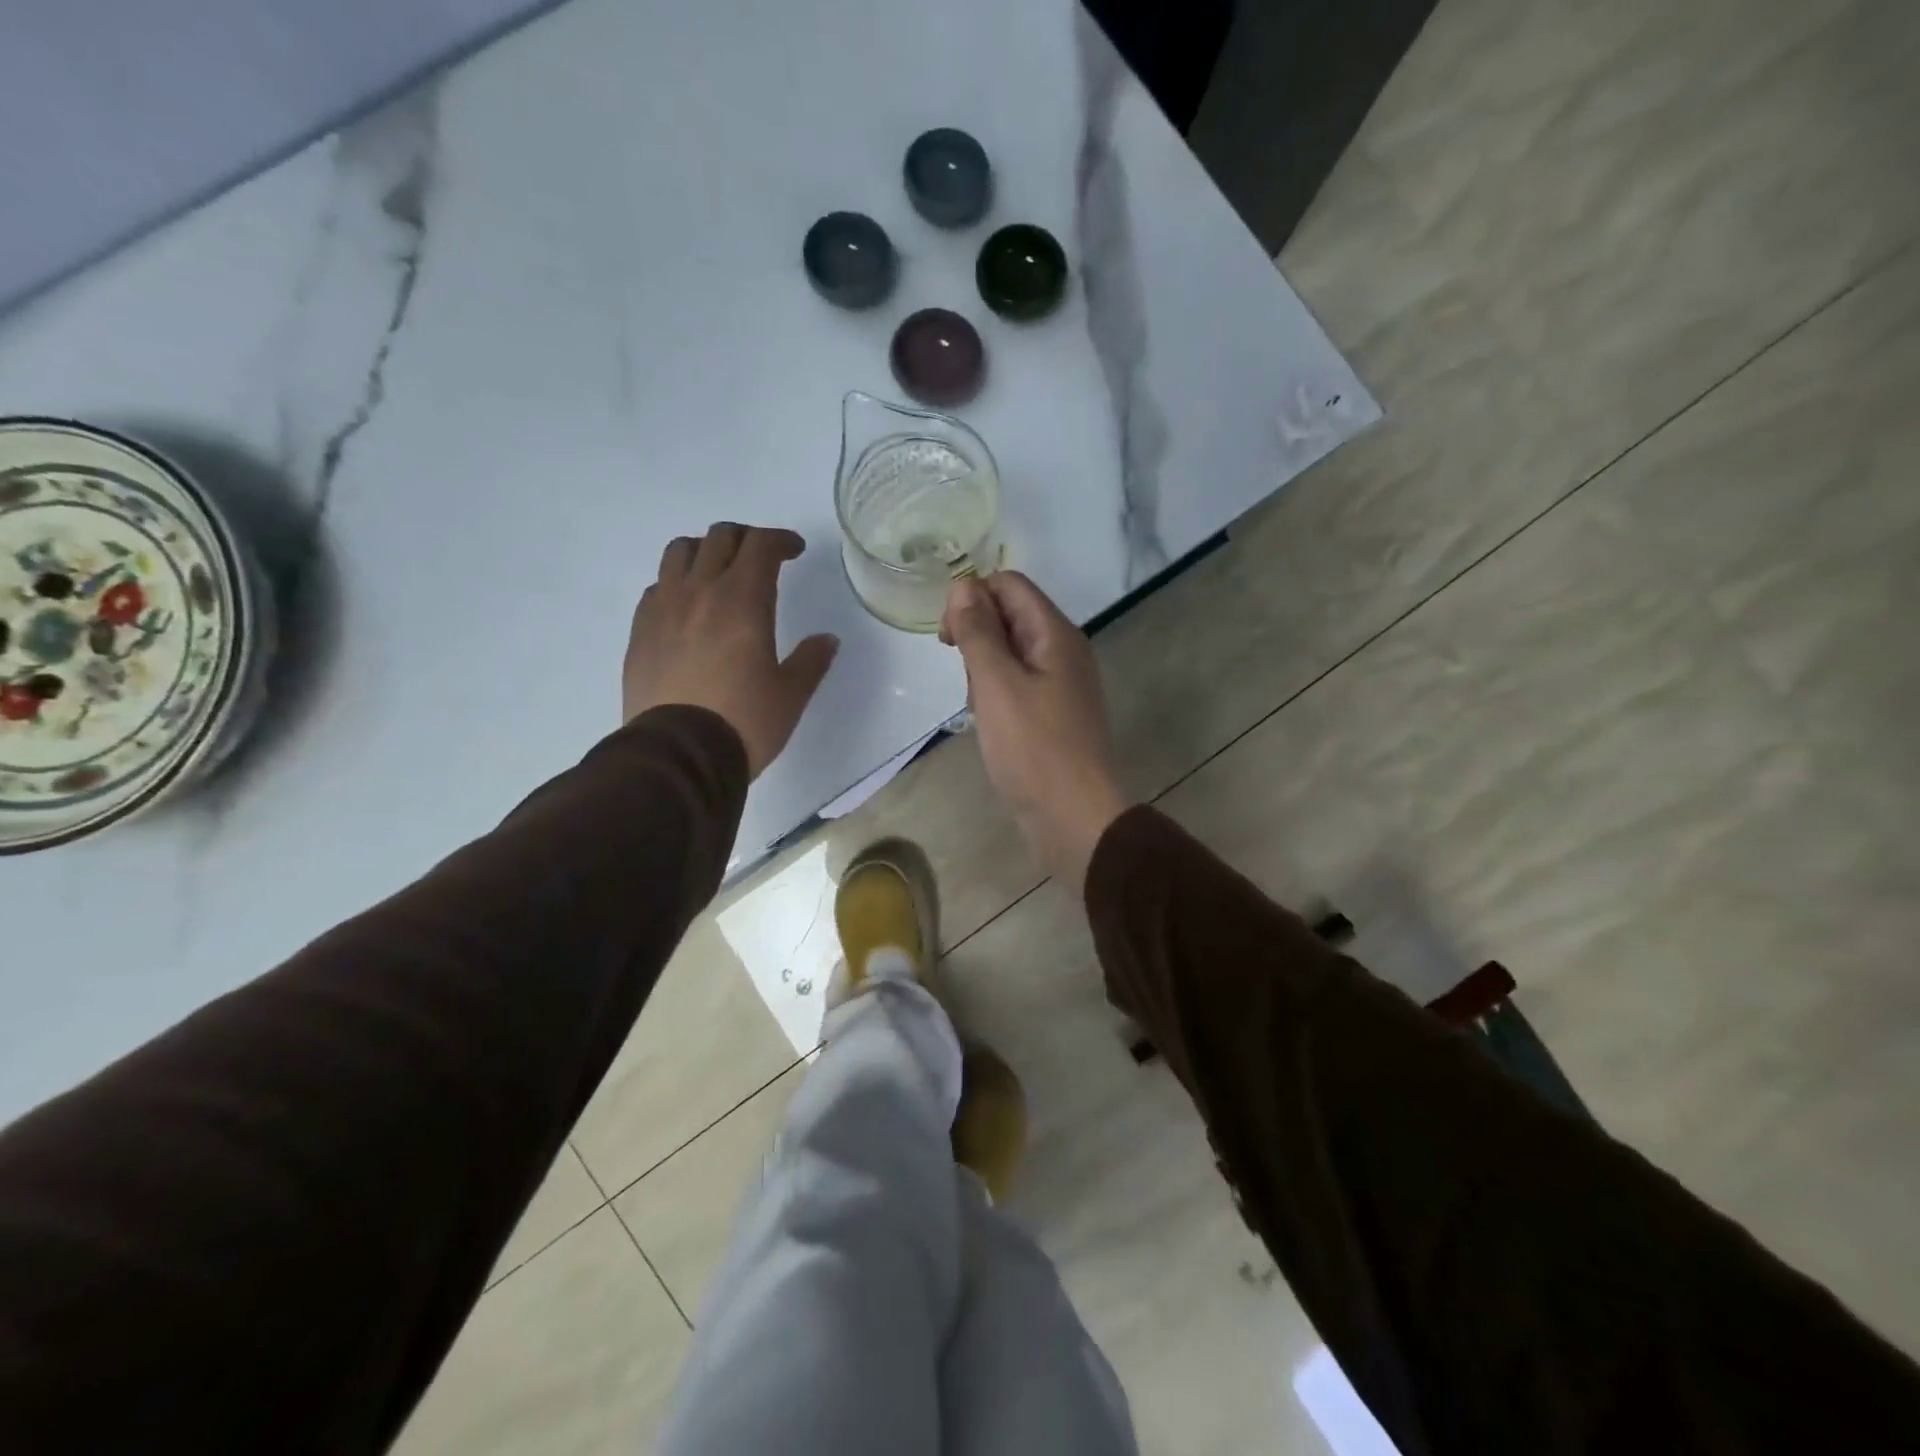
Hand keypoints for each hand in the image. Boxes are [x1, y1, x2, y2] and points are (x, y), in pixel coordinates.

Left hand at [623, 523, 838, 777]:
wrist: (678, 754)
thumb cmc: (744, 722)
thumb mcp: (791, 695)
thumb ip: (811, 661)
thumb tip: (826, 640)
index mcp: (743, 600)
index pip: (761, 545)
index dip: (781, 540)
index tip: (795, 551)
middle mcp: (700, 591)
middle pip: (720, 537)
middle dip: (746, 538)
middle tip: (761, 559)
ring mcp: (663, 608)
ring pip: (679, 551)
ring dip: (705, 550)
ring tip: (718, 572)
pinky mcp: (640, 630)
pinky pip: (657, 586)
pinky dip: (677, 583)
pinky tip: (688, 608)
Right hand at [941, 571, 1129, 891]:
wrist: (1073, 817)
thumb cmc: (1033, 749)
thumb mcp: (997, 684)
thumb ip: (978, 631)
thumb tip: (964, 585)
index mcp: (1055, 633)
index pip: (1008, 584)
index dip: (971, 599)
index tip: (948, 639)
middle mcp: (1063, 650)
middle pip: (1009, 615)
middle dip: (977, 638)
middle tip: (968, 682)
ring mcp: (1061, 683)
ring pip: (1010, 652)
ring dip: (984, 670)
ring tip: (980, 709)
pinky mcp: (1054, 713)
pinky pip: (1018, 684)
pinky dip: (997, 695)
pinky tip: (990, 724)